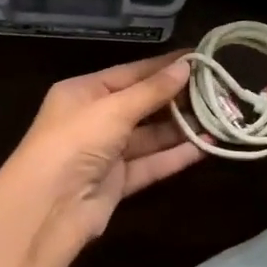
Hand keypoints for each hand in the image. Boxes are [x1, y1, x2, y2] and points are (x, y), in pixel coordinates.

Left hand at [0, 51, 203, 266]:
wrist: (47, 207)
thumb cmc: (74, 142)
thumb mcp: (114, 109)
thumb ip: (152, 91)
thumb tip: (186, 67)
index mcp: (83, 92)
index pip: (130, 73)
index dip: (164, 66)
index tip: (200, 58)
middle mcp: (94, 119)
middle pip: (142, 104)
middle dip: (177, 98)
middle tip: (218, 89)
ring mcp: (105, 152)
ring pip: (150, 136)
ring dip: (181, 127)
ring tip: (219, 116)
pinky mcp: (117, 182)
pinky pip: (151, 164)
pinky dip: (176, 155)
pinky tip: (207, 146)